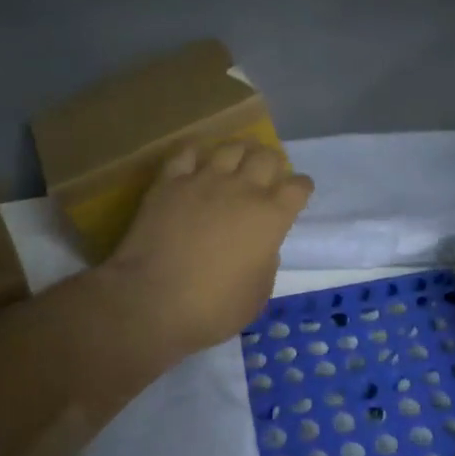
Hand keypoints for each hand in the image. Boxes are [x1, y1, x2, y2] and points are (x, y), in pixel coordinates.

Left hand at [108, 140, 313, 353]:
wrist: (153, 302)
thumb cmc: (214, 308)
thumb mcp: (259, 293)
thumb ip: (266, 260)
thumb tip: (261, 245)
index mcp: (271, 217)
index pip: (298, 187)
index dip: (301, 188)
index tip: (297, 195)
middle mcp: (242, 189)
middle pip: (267, 157)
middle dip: (273, 163)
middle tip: (268, 174)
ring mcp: (204, 181)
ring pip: (231, 147)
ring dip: (240, 152)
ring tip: (238, 160)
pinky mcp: (169, 183)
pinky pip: (187, 154)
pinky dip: (197, 155)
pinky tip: (197, 163)